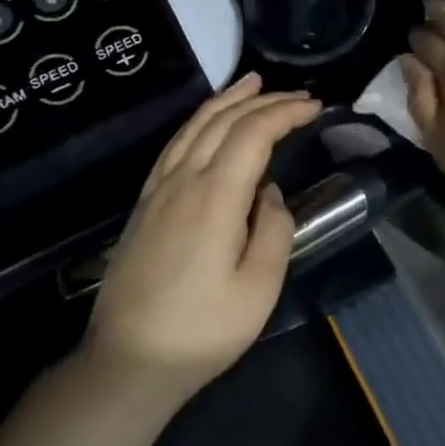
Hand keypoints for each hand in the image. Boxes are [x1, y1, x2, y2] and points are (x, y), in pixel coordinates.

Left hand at [84, 73, 319, 403]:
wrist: (127, 363)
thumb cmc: (202, 331)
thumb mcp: (259, 289)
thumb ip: (274, 230)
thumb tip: (270, 193)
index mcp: (215, 197)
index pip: (253, 133)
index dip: (286, 112)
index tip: (316, 106)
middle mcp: (184, 180)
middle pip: (224, 121)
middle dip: (264, 100)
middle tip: (298, 94)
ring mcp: (158, 190)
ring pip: (195, 126)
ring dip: (228, 100)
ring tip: (253, 82)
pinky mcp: (144, 204)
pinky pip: (175, 145)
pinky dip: (198, 120)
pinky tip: (208, 121)